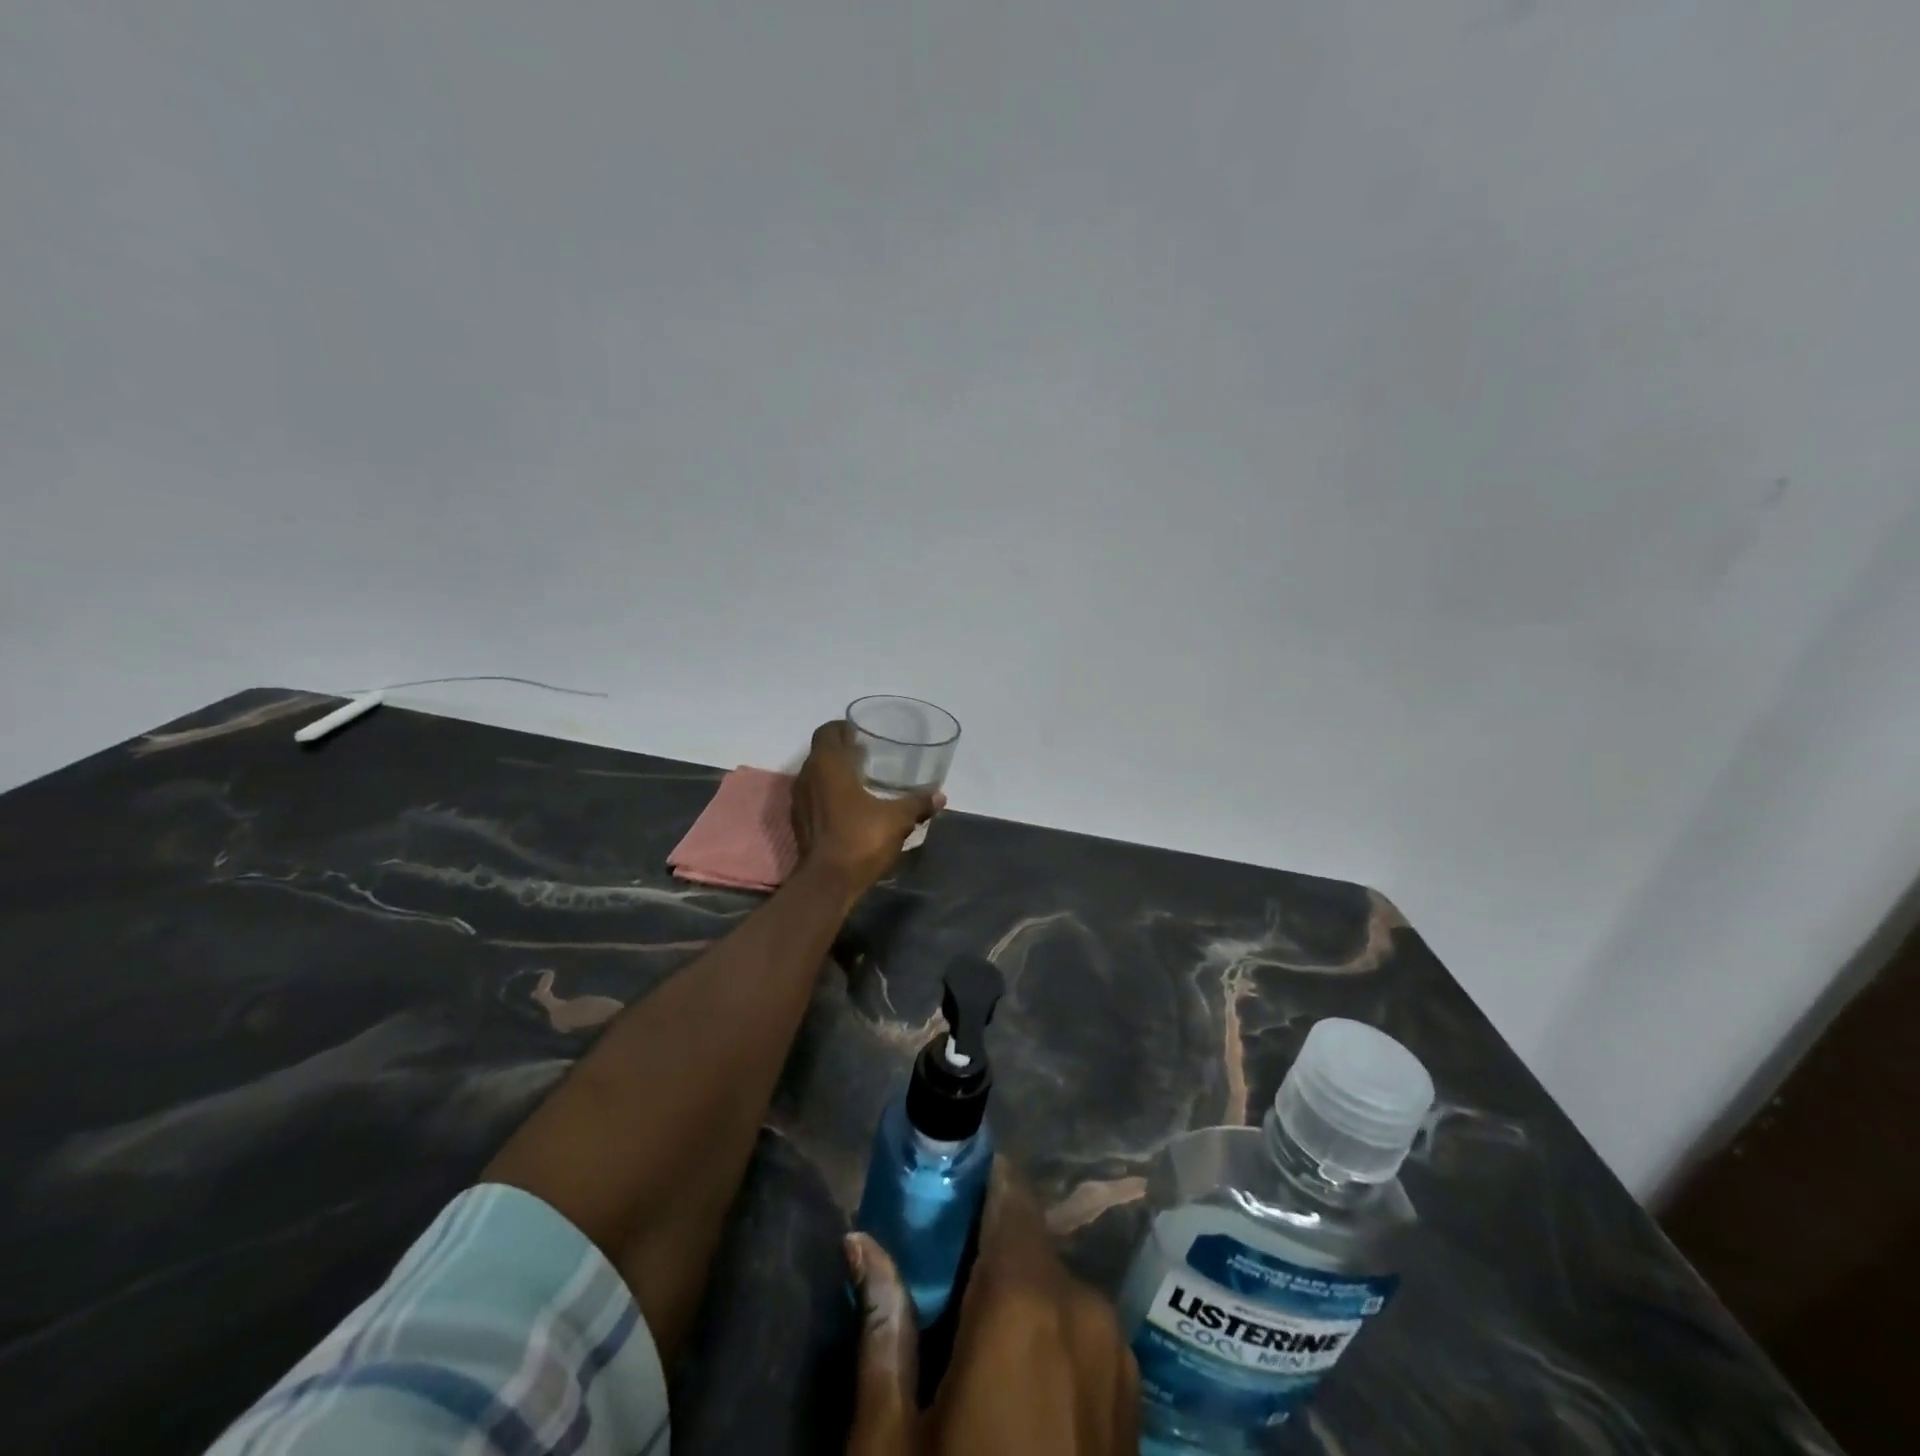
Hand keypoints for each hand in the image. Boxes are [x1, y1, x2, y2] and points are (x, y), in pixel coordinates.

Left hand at [793, 719, 942, 896]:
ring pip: (815, 774)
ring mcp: (799, 800)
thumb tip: (940, 796)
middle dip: (841, 749)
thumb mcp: (897, 819)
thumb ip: (917, 803)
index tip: (862, 734)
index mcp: (827, 765)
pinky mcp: (799, 821)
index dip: (843, 728)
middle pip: (821, 751)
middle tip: (867, 754)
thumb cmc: (860, 839)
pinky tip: (849, 805)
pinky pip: (813, 795)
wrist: (828, 882)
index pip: (827, 731)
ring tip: (860, 778)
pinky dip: (828, 793)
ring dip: (834, 772)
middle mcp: (808, 776)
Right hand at [846, 1162, 1139, 1455]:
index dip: (977, 1182)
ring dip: (1015, 1291)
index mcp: (1026, 1301)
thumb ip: (882, 1326)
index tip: (943, 1184)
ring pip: (1055, 1286)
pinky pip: (1080, 1330)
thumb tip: (861, 1242)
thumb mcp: (892, 1444)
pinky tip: (1014, 1379)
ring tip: (968, 1332)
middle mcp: (1083, 1307)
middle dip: (985, 1245)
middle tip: (937, 1271)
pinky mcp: (1131, 1397)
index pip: (1009, 1196)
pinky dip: (1047, 1330)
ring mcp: (1116, 1353)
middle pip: (1028, 1241)